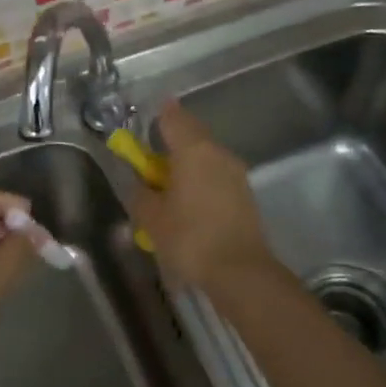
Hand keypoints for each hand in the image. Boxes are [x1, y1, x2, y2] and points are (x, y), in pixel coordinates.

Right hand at [130, 100, 280, 292]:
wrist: (241, 272)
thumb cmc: (190, 238)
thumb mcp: (151, 217)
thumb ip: (141, 193)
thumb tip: (140, 183)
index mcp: (193, 150)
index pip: (173, 118)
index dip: (159, 115)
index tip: (148, 116)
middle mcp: (218, 153)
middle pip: (192, 136)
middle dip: (172, 142)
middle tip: (152, 158)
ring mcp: (236, 174)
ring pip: (206, 157)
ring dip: (187, 164)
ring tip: (169, 185)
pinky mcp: (245, 195)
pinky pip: (216, 176)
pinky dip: (201, 181)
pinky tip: (189, 203)